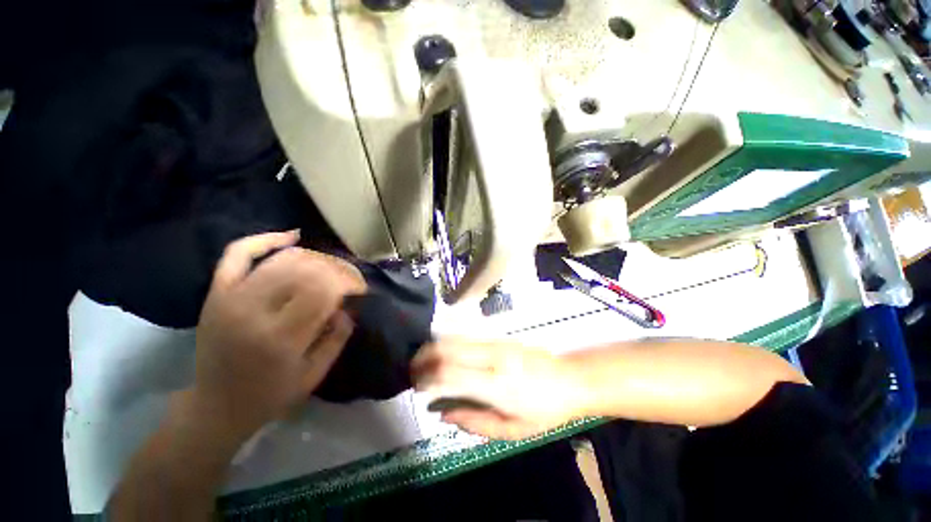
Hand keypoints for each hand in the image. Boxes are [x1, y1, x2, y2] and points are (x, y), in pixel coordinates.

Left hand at [193, 231, 365, 439]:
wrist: (216, 406)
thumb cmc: (270, 395)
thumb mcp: (315, 374)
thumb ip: (338, 336)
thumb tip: (347, 304)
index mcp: (280, 338)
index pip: (323, 290)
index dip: (349, 281)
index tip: (360, 288)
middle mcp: (253, 312)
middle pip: (305, 269)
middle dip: (337, 269)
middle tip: (349, 279)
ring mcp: (230, 298)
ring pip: (281, 258)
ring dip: (315, 257)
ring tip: (329, 267)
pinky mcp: (217, 292)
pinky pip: (238, 253)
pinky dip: (266, 239)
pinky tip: (292, 237)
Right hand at [411, 339, 587, 439]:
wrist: (569, 378)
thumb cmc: (544, 410)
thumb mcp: (512, 430)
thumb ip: (474, 422)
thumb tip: (442, 412)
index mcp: (496, 384)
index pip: (449, 373)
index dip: (427, 378)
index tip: (416, 386)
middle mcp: (492, 356)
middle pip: (447, 348)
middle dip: (423, 358)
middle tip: (413, 372)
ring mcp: (495, 342)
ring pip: (454, 337)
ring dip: (434, 348)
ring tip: (424, 362)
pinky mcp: (498, 336)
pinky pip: (466, 336)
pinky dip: (448, 343)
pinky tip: (444, 354)